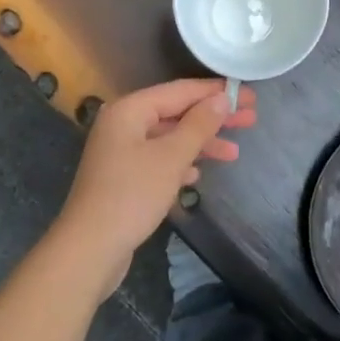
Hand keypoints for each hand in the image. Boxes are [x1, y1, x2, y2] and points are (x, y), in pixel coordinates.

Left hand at [51, 78, 256, 295]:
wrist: (89, 249)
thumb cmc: (131, 195)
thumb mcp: (171, 157)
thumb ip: (199, 125)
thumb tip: (222, 98)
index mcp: (130, 109)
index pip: (181, 90)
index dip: (216, 92)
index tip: (248, 96)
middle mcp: (123, 124)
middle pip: (176, 113)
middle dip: (212, 118)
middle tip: (250, 120)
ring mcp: (120, 151)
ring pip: (169, 138)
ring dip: (200, 144)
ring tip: (234, 153)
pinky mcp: (122, 177)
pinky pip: (158, 159)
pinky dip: (180, 163)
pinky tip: (197, 175)